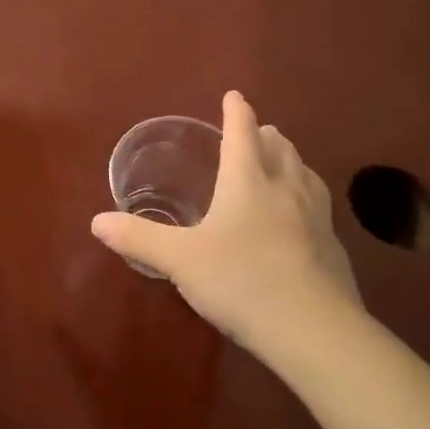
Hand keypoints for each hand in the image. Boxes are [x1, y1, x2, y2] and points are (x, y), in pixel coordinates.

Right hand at [91, 91, 362, 358]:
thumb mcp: (180, 260)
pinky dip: (305, 195)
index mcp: (248, 182)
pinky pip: (318, 206)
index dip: (237, 112)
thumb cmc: (242, 281)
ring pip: (305, 174)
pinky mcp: (333, 248)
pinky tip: (301, 216)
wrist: (316, 333)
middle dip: (266, 134)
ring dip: (290, 161)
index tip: (234, 95)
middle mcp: (286, 190)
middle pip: (280, 149)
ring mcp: (316, 218)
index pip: (243, 133)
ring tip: (282, 161)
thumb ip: (139, 238)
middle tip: (256, 130)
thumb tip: (96, 221)